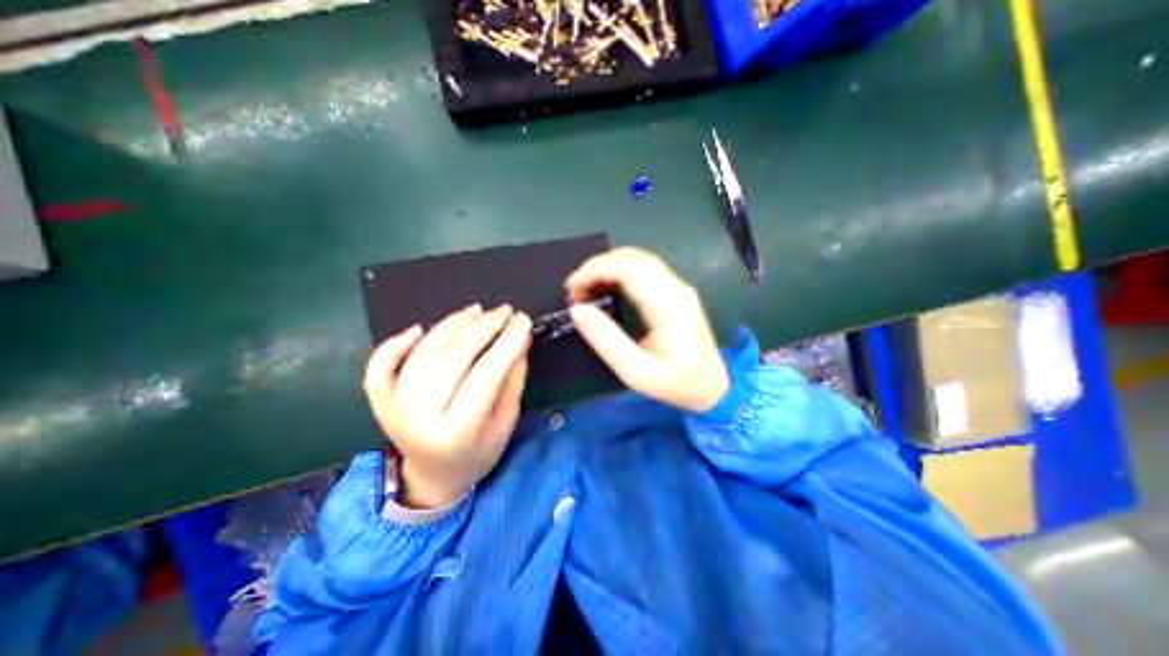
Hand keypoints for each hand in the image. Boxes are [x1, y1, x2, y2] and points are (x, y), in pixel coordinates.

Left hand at [365, 304, 532, 508]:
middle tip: (504, 311)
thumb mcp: (506, 423)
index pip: (487, 374)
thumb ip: (512, 381)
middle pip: (453, 359)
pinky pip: (381, 365)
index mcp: (457, 431)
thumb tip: (519, 341)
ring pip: (423, 354)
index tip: (524, 320)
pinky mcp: (380, 401)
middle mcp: (420, 417)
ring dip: (451, 326)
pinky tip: (419, 329)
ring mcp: (394, 407)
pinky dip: (396, 343)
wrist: (434, 477)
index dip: (507, 342)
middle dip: (483, 328)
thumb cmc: (478, 453)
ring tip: (476, 311)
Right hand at [569, 249, 727, 412]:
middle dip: (597, 266)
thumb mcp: (636, 372)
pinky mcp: (677, 292)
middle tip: (574, 288)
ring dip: (608, 266)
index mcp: (668, 305)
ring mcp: (679, 288)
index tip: (571, 289)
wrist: (715, 388)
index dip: (594, 270)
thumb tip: (578, 310)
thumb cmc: (676, 384)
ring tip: (585, 286)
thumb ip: (606, 340)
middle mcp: (676, 288)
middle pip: (633, 258)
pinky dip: (620, 271)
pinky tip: (607, 285)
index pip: (628, 269)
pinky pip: (646, 269)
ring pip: (639, 259)